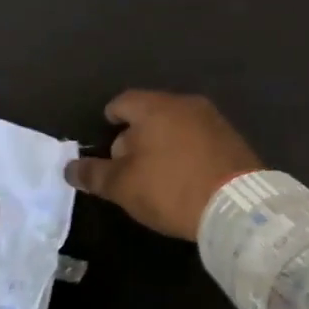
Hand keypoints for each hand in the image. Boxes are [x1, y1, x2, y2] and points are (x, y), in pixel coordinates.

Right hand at [65, 90, 261, 241]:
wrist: (238, 206)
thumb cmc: (171, 189)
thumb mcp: (123, 186)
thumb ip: (94, 174)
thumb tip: (70, 168)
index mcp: (155, 107)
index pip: (123, 102)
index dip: (110, 118)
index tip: (105, 139)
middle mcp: (185, 104)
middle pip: (150, 113)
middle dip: (135, 135)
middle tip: (127, 165)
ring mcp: (213, 120)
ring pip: (176, 125)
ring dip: (163, 143)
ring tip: (156, 174)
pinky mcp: (233, 140)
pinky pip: (199, 139)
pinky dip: (186, 151)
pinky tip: (185, 176)